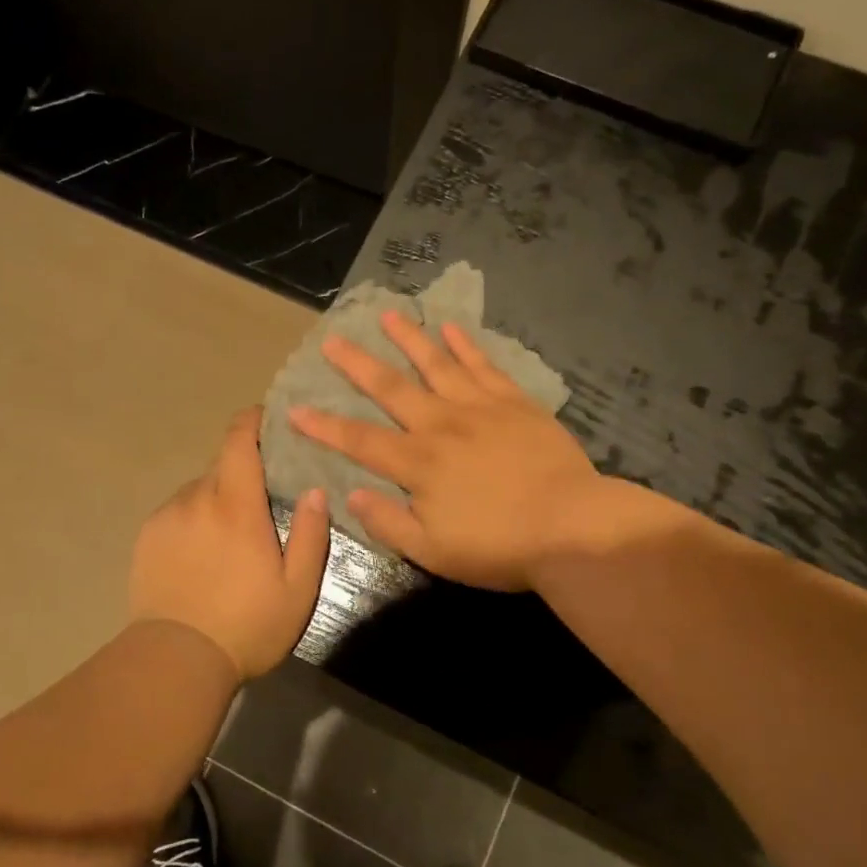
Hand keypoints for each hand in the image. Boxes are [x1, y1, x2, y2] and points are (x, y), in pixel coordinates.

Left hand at [128, 408, 330, 679]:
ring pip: (198, 490)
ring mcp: (167, 516)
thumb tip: (316, 490)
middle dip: (242, 471)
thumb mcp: (297, 589)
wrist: (175, 660)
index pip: (239, 441)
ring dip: (216, 499)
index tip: (264, 417)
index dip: (251, 420)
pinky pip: (177, 512)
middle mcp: (198, 499)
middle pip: (221, 465)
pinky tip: (200, 554)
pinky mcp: (147, 537)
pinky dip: (193, 519)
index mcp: (237, 506)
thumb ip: (311, 534)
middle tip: (260, 500)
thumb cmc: (247, 626)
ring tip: (228, 537)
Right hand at [288, 311, 617, 589]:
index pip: (359, 440)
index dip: (324, 426)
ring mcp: (479, 408)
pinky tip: (451, 327)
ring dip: (409, 338)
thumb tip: (350, 493)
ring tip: (388, 315)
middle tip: (332, 339)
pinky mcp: (514, 402)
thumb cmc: (499, 546)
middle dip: (357, 364)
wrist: (572, 528)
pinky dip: (466, 345)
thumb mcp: (433, 551)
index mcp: (417, 463)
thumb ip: (388, 521)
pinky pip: (484, 366)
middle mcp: (440, 425)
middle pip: (391, 388)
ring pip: (436, 364)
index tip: (294, 409)